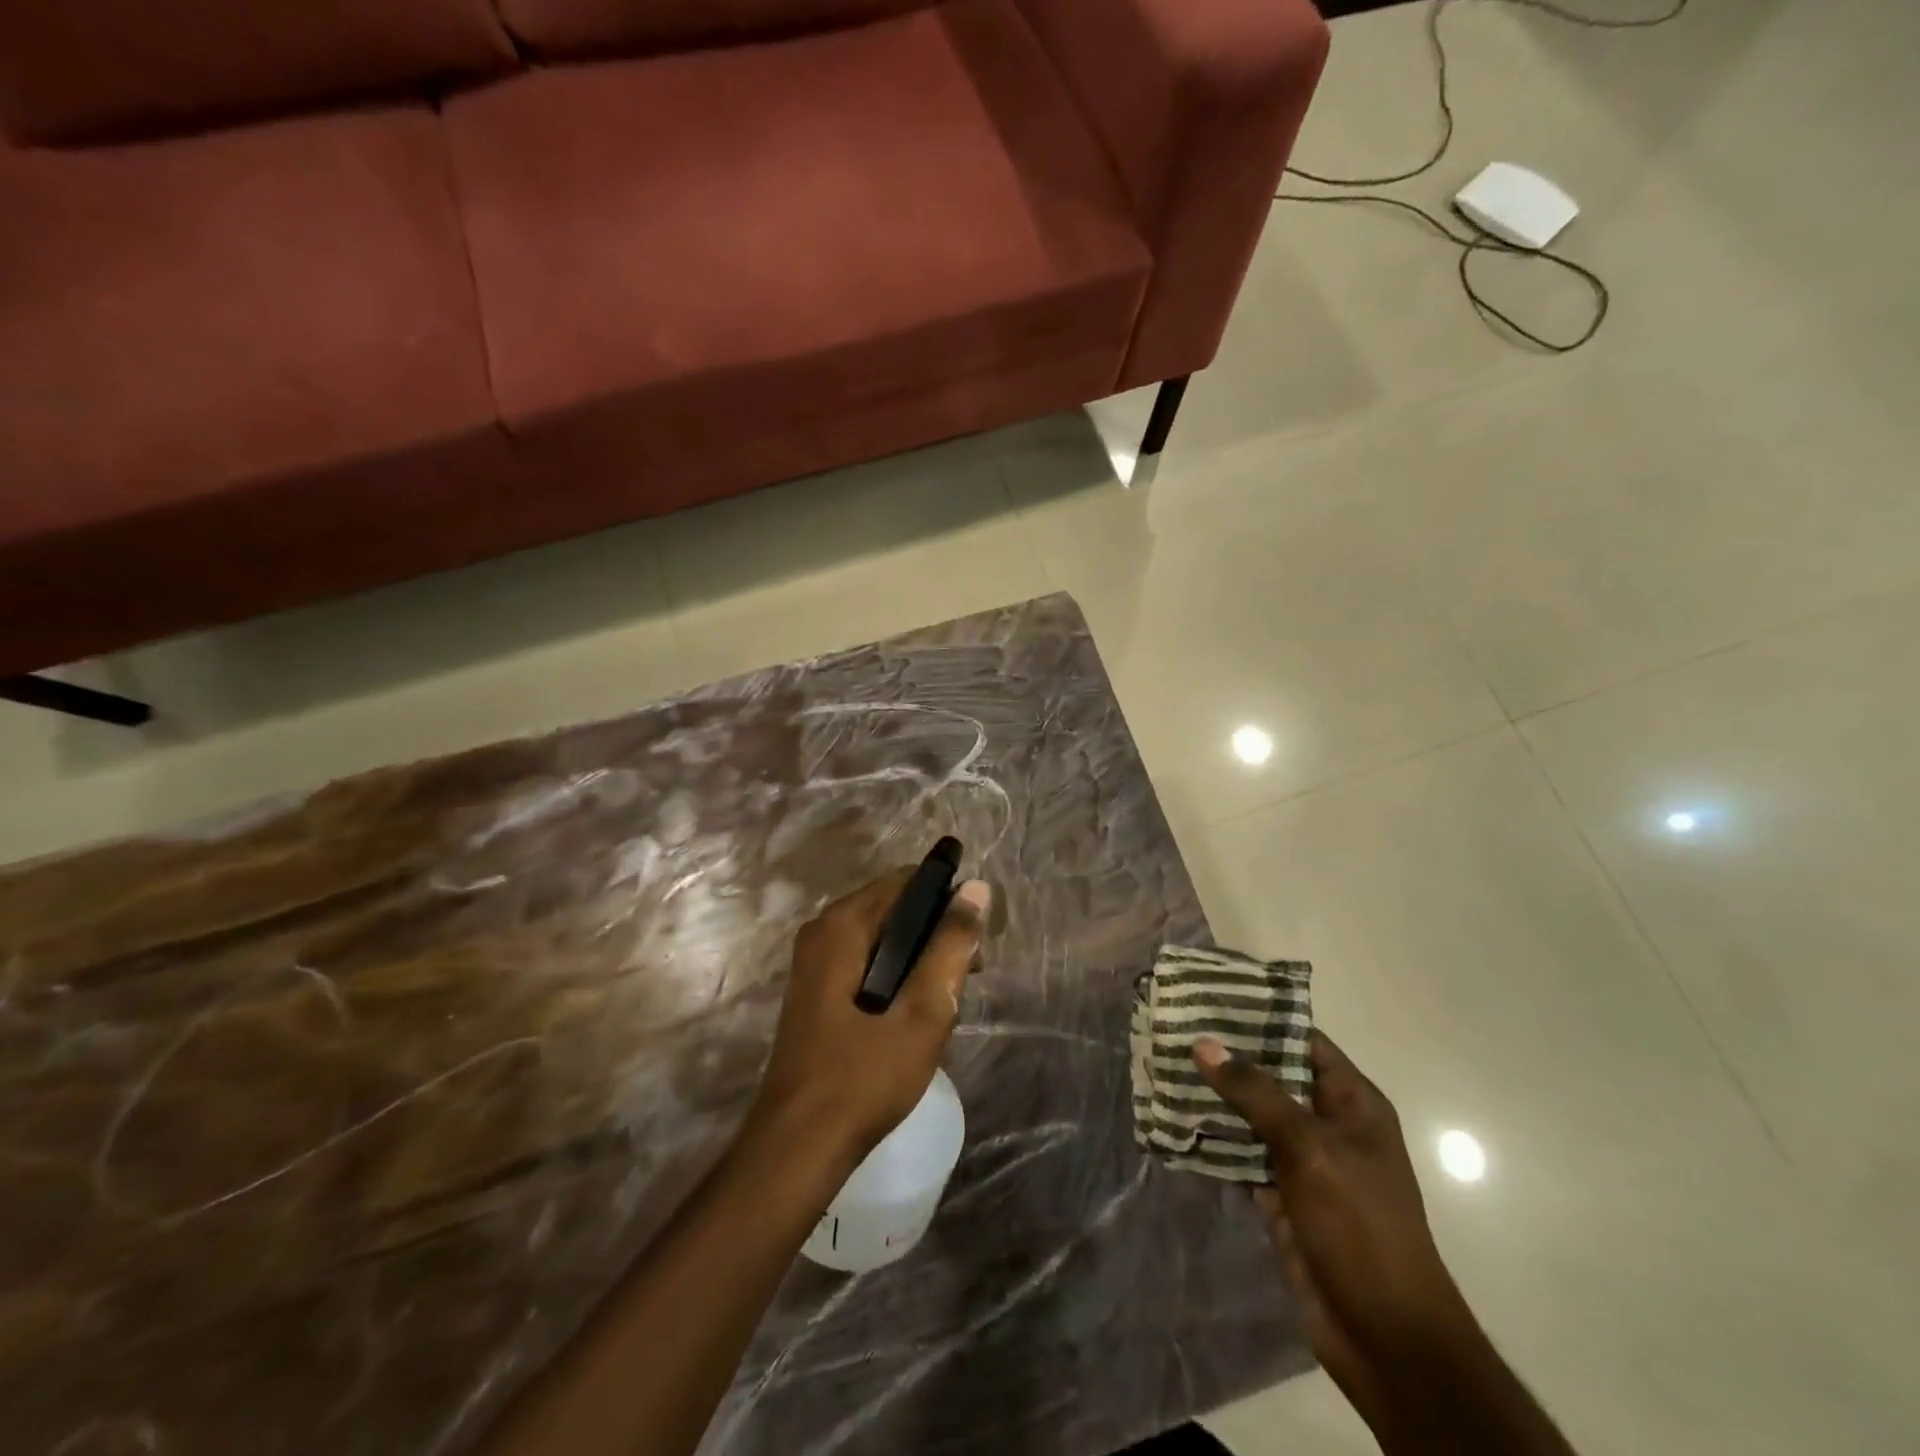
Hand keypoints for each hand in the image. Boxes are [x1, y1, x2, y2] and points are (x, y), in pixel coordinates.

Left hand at [751, 868, 990, 1160]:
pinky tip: (915, 1015)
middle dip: (935, 933)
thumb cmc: (864, 1077)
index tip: (977, 936)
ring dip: (919, 959)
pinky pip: (866, 962)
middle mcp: (822, 932)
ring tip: (947, 1001)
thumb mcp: (922, 1011)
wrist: (798, 1148)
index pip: (906, 881)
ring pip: (882, 938)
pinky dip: (896, 976)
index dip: (948, 899)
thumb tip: (977, 888)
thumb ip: (951, 946)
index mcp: (842, 925)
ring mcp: (814, 963)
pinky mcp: (816, 992)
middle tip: (968, 976)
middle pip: (893, 908)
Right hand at [1193, 1032, 1477, 1425]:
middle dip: (1227, 1056)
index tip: (1210, 996)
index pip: (1303, 1040)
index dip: (1260, 1017)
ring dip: (1213, 1096)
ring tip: (1163, 1065)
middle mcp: (1327, 1124)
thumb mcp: (1310, 1148)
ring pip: (1251, 1115)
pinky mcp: (1280, 1195)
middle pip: (1272, 1075)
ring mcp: (1303, 1162)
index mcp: (1352, 1103)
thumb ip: (1256, 1093)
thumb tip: (1204, 1043)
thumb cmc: (1359, 1226)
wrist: (1384, 1336)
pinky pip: (1240, 1154)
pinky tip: (1173, 1119)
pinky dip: (1211, 1139)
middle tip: (1173, 1028)